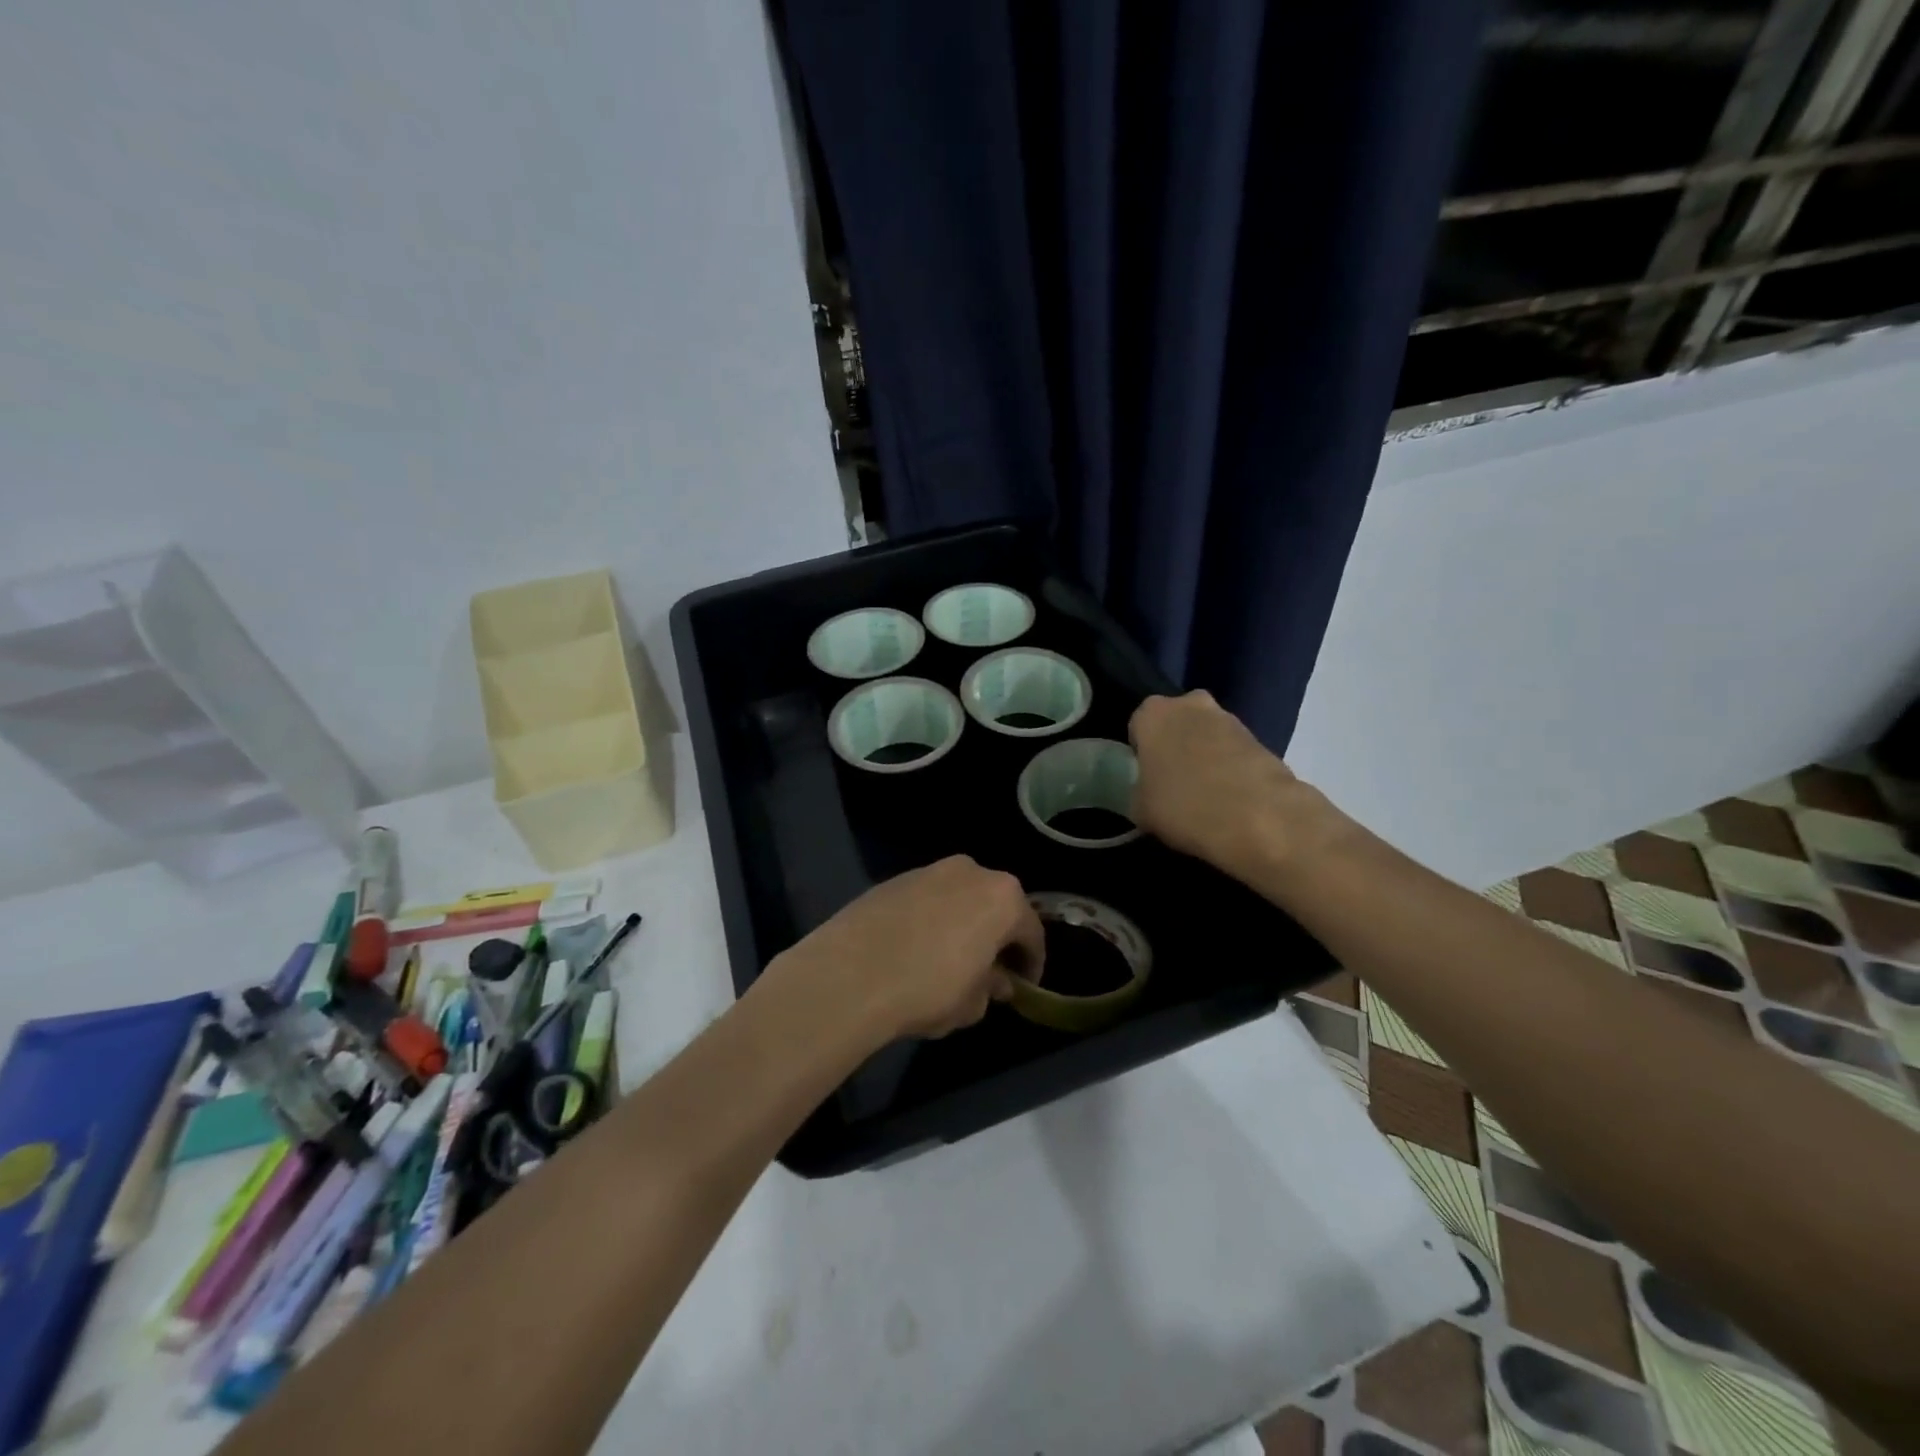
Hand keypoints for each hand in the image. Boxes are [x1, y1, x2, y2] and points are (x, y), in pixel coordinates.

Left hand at [774, 857, 1045, 1041]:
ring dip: (962, 923)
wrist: (850, 974)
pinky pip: (926, 900)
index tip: (1023, 986)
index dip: (1031, 963)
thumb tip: (994, 981)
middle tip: (989, 970)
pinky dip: (930, 919)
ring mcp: (929, 870)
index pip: (1031, 932)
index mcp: (1002, 898)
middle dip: (996, 936)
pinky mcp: (894, 879)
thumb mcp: (971, 1004)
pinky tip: (915, 948)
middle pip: (995, 905)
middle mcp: (971, 872)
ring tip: (949, 958)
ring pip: (959, 898)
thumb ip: (991, 988)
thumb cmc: (928, 989)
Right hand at [1129, 691, 1333, 876]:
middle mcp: (1191, 704)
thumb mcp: (1140, 809)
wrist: (1259, 818)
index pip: (1138, 727)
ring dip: (1204, 756)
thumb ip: (1139, 792)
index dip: (1141, 754)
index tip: (1146, 778)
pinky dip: (1230, 769)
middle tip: (1174, 783)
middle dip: (1175, 746)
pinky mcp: (1261, 738)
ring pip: (1207, 735)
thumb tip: (1149, 794)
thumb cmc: (1183, 806)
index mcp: (1153, 713)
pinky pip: (1234, 752)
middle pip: (1176, 724)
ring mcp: (1230, 718)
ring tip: (1206, 796)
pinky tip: (1231, 799)